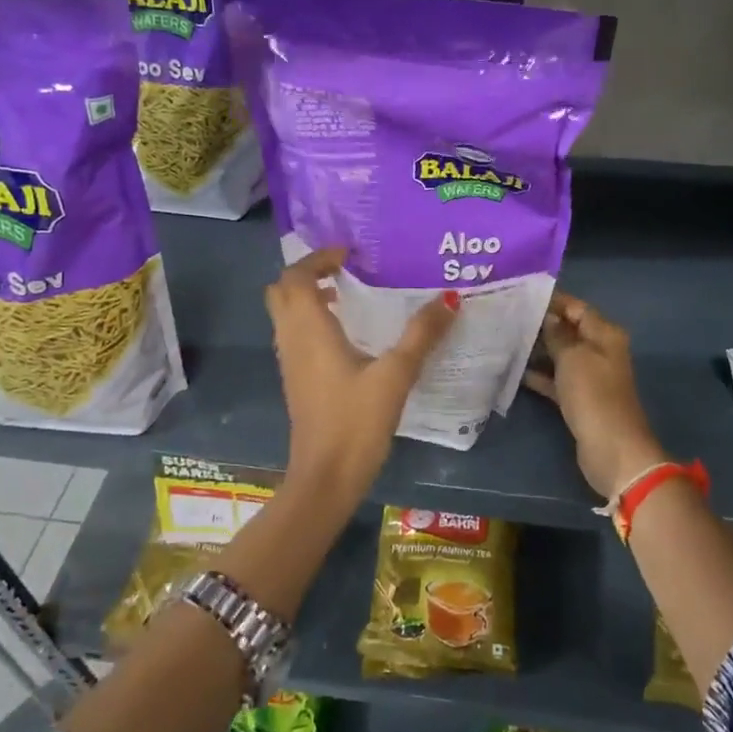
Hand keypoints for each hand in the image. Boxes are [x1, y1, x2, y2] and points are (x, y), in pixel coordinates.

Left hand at [266, 248, 457, 506]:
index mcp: (309, 329)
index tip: (351, 254)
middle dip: (308, 273)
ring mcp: (290, 362)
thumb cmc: (355, 422)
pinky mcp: (296, 381)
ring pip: (286, 314)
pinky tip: (347, 337)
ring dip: (309, 297)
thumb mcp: (396, 375)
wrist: (325, 477)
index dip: (319, 258)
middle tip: (345, 271)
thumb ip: (422, 335)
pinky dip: (312, 321)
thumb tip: (449, 299)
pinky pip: (295, 336)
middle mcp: (291, 339)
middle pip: (283, 291)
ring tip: (349, 296)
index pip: (297, 276)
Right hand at [525, 292, 665, 498]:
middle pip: (568, 329)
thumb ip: (558, 335)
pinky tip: (514, 371)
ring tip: (504, 339)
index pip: (577, 307)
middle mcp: (600, 350)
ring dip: (537, 349)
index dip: (551, 300)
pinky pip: (556, 379)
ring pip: (560, 354)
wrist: (611, 448)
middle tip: (506, 317)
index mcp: (605, 334)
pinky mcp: (579, 398)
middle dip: (540, 324)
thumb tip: (547, 318)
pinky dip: (539, 375)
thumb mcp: (573, 357)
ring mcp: (590, 375)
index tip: (520, 295)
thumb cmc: (593, 395)